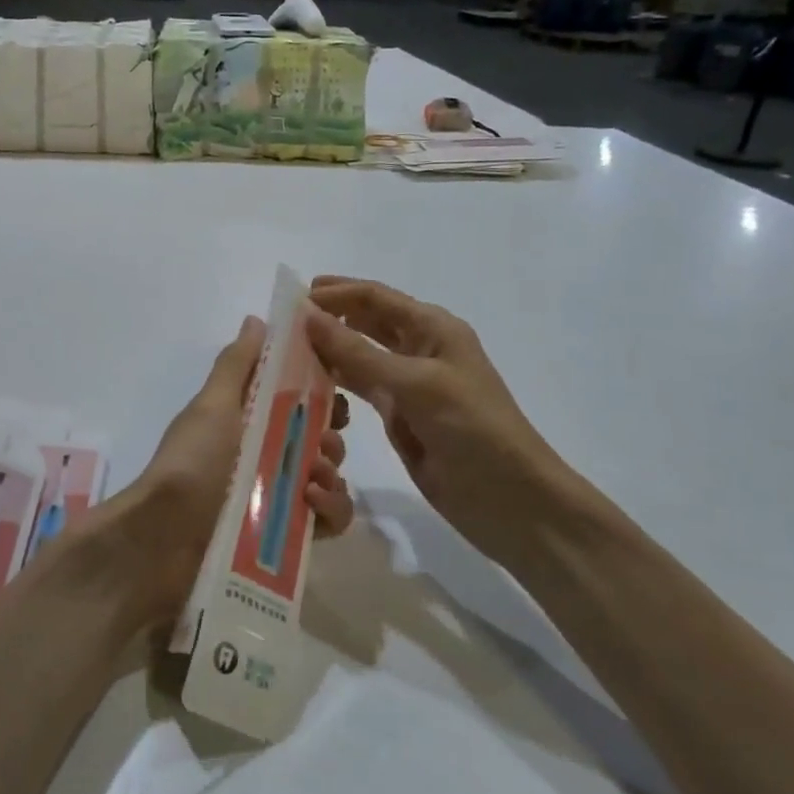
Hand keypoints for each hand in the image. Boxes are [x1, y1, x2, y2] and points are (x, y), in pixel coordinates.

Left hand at [112, 316, 352, 622]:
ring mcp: (278, 498)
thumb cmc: (192, 460)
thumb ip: (237, 364)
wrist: (164, 538)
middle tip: (322, 440)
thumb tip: (257, 320)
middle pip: (319, 438)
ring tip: (312, 477)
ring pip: (330, 477)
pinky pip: (329, 520)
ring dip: (333, 471)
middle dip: (331, 434)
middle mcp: (265, 457)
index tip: (333, 389)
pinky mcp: (288, 538)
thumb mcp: (212, 405)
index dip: (320, 391)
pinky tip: (311, 503)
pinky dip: (331, 508)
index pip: (297, 398)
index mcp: (247, 421)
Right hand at [305, 277, 574, 561]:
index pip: (376, 298)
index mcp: (433, 329)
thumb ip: (359, 353)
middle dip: (329, 316)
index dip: (336, 293)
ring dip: (328, 349)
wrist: (510, 500)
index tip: (292, 298)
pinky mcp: (399, 416)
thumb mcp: (416, 385)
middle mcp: (420, 349)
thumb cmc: (473, 430)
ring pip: (359, 355)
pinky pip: (360, 388)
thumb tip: (308, 317)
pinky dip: (335, 382)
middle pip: (366, 321)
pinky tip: (306, 383)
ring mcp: (408, 384)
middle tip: (283, 322)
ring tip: (285, 350)